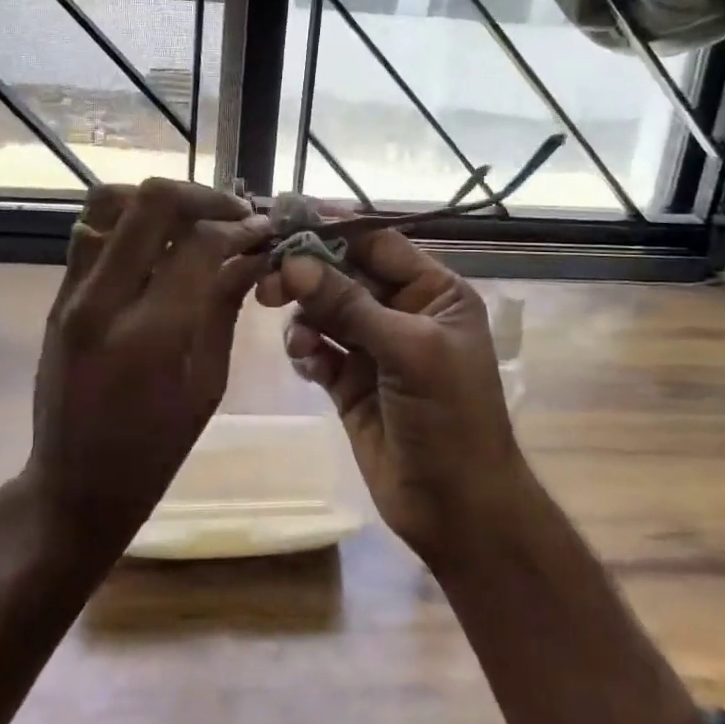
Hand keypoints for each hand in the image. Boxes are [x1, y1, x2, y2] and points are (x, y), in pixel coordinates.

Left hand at [23, 178, 269, 550]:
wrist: (74, 484)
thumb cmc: (155, 449)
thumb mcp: (206, 382)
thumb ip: (225, 306)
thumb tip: (253, 255)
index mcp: (150, 333)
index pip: (199, 244)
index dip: (237, 227)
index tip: (262, 229)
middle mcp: (104, 299)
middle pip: (150, 203)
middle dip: (202, 196)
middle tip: (233, 212)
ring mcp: (73, 292)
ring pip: (110, 202)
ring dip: (159, 201)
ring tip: (194, 219)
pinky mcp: (59, 294)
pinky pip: (91, 229)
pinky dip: (129, 219)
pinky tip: (158, 240)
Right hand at [257, 220, 531, 561]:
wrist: (457, 508)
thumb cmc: (449, 417)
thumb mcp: (408, 351)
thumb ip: (349, 305)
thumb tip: (293, 263)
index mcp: (433, 292)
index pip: (377, 242)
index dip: (333, 227)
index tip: (285, 215)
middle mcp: (402, 311)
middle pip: (342, 273)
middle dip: (307, 274)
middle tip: (268, 281)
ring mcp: (373, 347)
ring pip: (323, 310)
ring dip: (304, 317)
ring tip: (299, 340)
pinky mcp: (348, 380)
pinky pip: (316, 347)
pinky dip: (305, 349)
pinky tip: (307, 363)